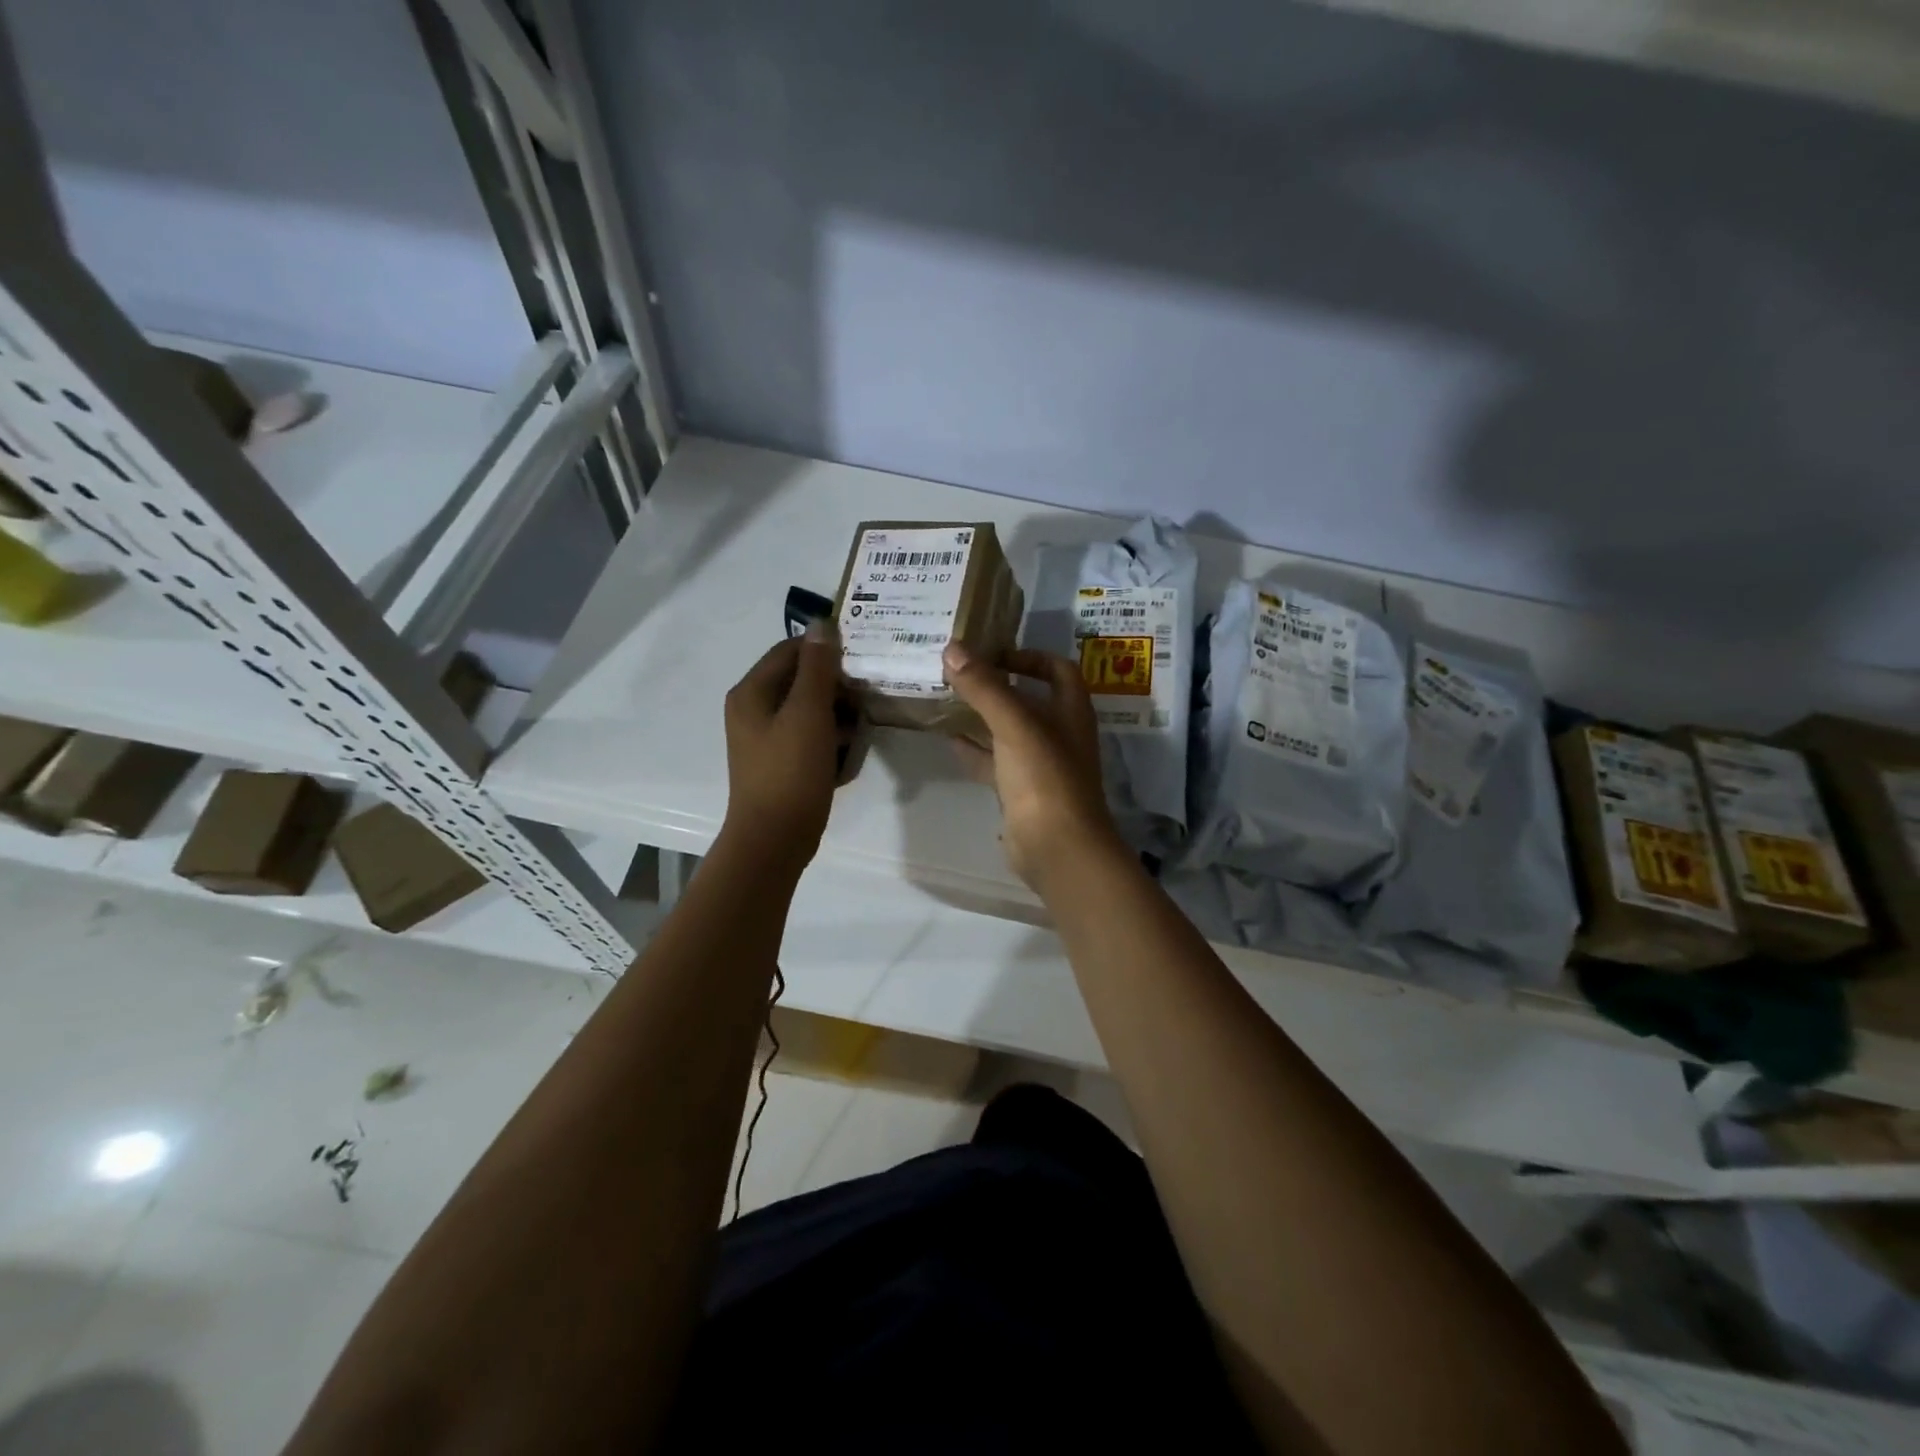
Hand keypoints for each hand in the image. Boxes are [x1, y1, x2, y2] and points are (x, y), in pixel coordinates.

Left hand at [721, 621, 849, 868]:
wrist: (774, 839)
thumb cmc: (790, 772)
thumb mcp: (808, 713)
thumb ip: (818, 668)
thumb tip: (822, 624)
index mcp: (752, 692)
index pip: (792, 650)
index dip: (827, 651)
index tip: (862, 660)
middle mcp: (754, 709)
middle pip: (802, 680)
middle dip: (837, 687)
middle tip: (867, 700)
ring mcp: (766, 737)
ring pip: (810, 710)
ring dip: (838, 715)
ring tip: (860, 730)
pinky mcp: (781, 761)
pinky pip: (810, 737)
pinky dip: (830, 740)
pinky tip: (848, 755)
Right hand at [943, 642, 1121, 890]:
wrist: (1057, 848)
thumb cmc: (1044, 778)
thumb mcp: (1014, 725)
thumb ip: (984, 687)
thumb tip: (952, 648)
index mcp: (1070, 711)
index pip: (1057, 669)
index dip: (1029, 656)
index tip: (994, 653)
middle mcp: (1060, 734)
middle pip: (1030, 699)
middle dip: (997, 686)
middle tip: (960, 674)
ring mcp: (1041, 766)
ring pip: (1010, 732)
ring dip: (983, 717)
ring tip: (948, 702)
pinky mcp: (1022, 793)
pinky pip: (996, 763)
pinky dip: (975, 751)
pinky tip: (949, 741)